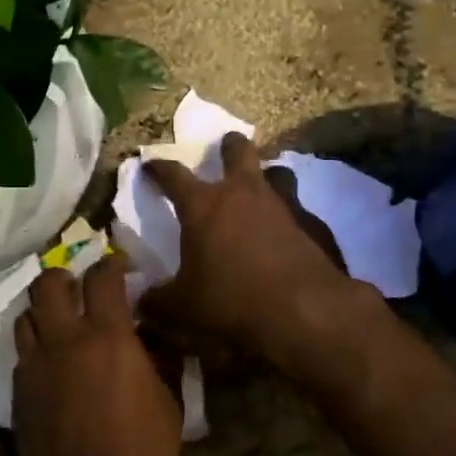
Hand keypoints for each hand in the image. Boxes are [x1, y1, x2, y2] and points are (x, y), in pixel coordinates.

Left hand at [12, 256, 179, 455]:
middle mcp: (65, 340)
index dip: (112, 265)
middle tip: (81, 288)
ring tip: (63, 323)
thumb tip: (150, 337)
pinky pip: (22, 351)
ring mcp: (35, 365)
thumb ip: (158, 360)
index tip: (120, 269)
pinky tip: (54, 363)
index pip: (103, 277)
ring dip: (45, 310)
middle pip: (48, 283)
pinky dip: (36, 344)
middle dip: (65, 277)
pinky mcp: (18, 391)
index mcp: (108, 337)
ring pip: (26, 314)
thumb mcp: (168, 404)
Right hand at [140, 132, 358, 363]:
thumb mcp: (184, 307)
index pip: (173, 174)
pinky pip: (299, 207)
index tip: (150, 165)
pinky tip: (288, 232)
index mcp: (203, 206)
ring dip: (266, 175)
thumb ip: (158, 300)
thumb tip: (142, 302)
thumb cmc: (232, 300)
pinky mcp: (313, 223)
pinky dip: (291, 214)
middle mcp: (243, 193)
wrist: (304, 310)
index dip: (159, 168)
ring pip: (276, 171)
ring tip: (261, 189)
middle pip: (237, 150)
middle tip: (225, 147)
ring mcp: (282, 204)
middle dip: (229, 145)